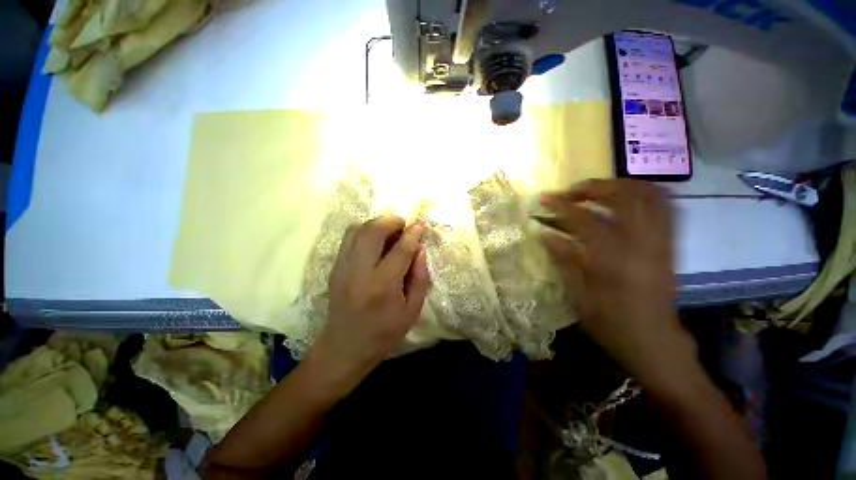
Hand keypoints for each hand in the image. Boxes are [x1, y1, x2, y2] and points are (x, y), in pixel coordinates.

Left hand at [307, 216, 429, 392]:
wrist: (345, 347)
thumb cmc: (384, 332)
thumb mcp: (412, 310)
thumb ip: (420, 277)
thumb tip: (420, 249)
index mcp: (383, 286)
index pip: (400, 249)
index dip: (413, 233)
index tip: (420, 224)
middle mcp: (360, 272)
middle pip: (373, 231)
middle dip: (391, 220)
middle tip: (403, 224)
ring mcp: (343, 267)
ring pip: (357, 230)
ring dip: (376, 223)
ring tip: (390, 230)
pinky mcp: (335, 267)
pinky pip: (348, 238)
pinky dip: (364, 231)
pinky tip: (375, 240)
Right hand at [540, 179, 693, 384]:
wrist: (655, 341)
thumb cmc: (611, 323)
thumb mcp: (579, 296)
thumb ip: (563, 260)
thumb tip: (544, 234)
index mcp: (614, 261)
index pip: (585, 220)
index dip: (562, 206)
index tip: (545, 199)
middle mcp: (642, 244)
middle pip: (624, 197)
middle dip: (594, 187)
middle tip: (572, 192)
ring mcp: (661, 242)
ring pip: (650, 195)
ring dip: (621, 185)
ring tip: (597, 190)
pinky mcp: (669, 244)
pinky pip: (665, 206)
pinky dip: (643, 194)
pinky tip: (625, 198)